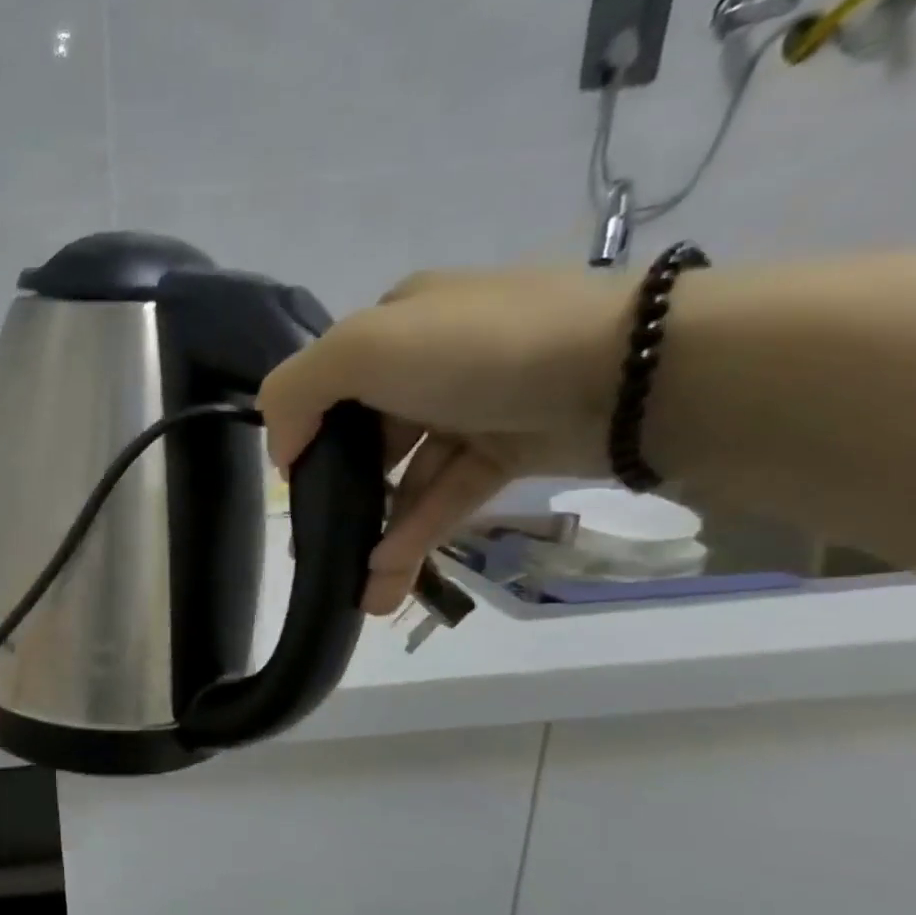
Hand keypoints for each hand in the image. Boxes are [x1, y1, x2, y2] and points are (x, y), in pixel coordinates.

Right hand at [260, 267, 632, 614]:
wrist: (633, 373)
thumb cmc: (478, 352)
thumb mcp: (361, 349)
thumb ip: (296, 391)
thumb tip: (283, 450)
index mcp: (398, 323)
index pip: (331, 381)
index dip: (305, 432)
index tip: (293, 486)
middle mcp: (433, 359)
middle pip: (366, 434)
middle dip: (339, 495)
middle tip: (318, 546)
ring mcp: (476, 405)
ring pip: (408, 475)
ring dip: (380, 532)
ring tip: (360, 591)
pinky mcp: (513, 447)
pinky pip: (450, 493)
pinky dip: (420, 530)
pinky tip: (389, 573)